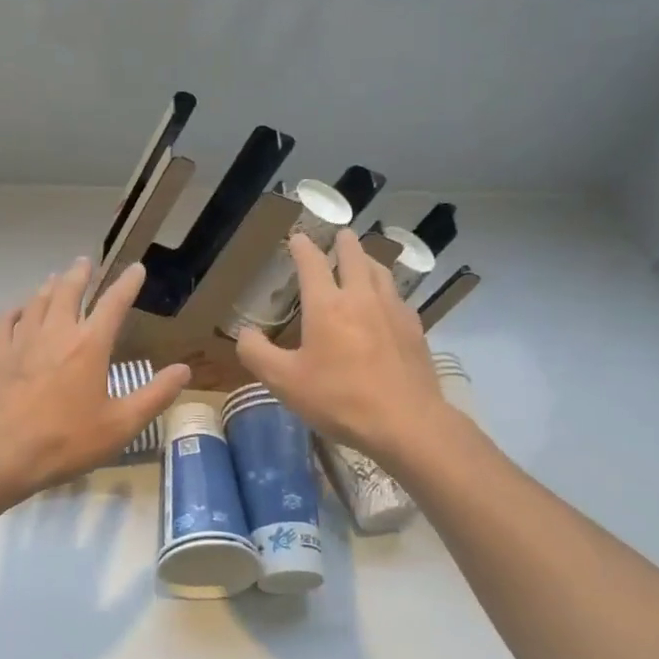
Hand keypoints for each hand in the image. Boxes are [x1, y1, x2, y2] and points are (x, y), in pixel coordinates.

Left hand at [0, 257, 189, 503]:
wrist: (0, 455)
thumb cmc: (65, 442)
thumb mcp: (120, 426)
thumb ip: (154, 396)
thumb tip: (184, 370)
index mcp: (89, 346)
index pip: (114, 303)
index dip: (128, 283)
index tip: (136, 268)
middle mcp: (56, 332)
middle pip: (68, 290)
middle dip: (80, 274)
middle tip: (85, 262)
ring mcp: (22, 340)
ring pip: (38, 300)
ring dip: (50, 285)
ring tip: (56, 278)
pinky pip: (6, 319)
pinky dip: (16, 308)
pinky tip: (19, 310)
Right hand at [236, 228, 446, 467]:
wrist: (405, 422)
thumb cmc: (338, 399)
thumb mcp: (284, 382)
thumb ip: (256, 354)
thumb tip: (244, 333)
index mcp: (327, 305)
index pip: (312, 263)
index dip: (302, 247)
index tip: (297, 238)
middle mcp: (361, 297)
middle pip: (354, 257)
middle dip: (344, 243)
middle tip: (340, 235)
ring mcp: (393, 311)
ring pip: (381, 272)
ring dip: (368, 260)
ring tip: (363, 260)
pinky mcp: (414, 329)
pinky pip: (399, 297)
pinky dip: (387, 289)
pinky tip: (387, 302)